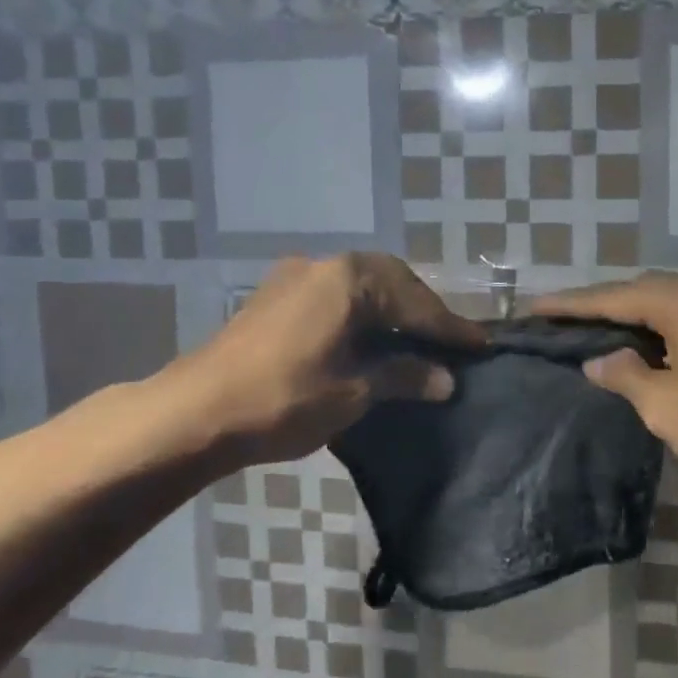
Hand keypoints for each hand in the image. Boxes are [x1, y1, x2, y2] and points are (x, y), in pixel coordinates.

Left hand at [158, 254, 485, 469]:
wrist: (194, 411)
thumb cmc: (283, 399)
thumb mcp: (353, 392)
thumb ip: (403, 377)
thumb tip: (446, 379)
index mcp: (349, 279)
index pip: (416, 302)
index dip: (450, 327)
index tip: (482, 344)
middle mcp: (324, 265)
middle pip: (391, 281)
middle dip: (421, 311)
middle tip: (449, 340)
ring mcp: (295, 277)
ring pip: (361, 285)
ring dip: (391, 309)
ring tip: (416, 339)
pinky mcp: (275, 297)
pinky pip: (335, 295)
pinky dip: (362, 312)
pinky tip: (370, 337)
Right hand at [534, 272, 677, 489]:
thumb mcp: (667, 406)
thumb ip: (625, 376)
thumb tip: (600, 360)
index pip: (612, 296)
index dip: (569, 304)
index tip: (532, 306)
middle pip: (641, 292)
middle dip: (600, 306)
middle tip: (561, 319)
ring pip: (669, 306)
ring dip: (632, 318)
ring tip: (597, 331)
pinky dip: (662, 332)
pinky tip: (650, 351)